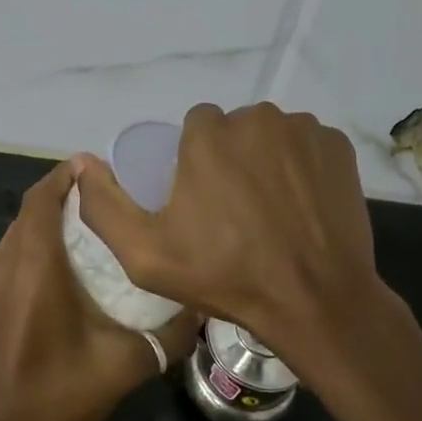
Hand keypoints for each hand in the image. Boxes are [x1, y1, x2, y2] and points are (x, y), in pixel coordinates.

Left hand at [0, 159, 198, 420]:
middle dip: (63, 194)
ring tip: (90, 226)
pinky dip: (34, 243)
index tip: (100, 168)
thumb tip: (201, 309)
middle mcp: (6, 263)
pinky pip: (11, 253)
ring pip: (19, 231)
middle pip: (31, 209)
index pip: (43, 198)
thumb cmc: (57, 392)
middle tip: (107, 197)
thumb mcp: (124, 365)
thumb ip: (168, 336)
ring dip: (48, 219)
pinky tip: (63, 266)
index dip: (67, 175)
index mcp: (35, 266)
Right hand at [70, 103, 383, 373]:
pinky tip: (302, 205)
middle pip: (235, 128)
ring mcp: (304, 131)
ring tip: (271, 210)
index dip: (195, 161)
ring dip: (266, 160)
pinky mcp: (338, 148)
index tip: (201, 199)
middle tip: (235, 210)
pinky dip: (302, 166)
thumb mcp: (145, 255)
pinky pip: (308, 145)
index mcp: (209, 136)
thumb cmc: (225, 277)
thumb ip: (105, 206)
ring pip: (272, 135)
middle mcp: (257, 119)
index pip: (196, 126)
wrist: (313, 301)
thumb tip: (82, 164)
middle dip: (231, 158)